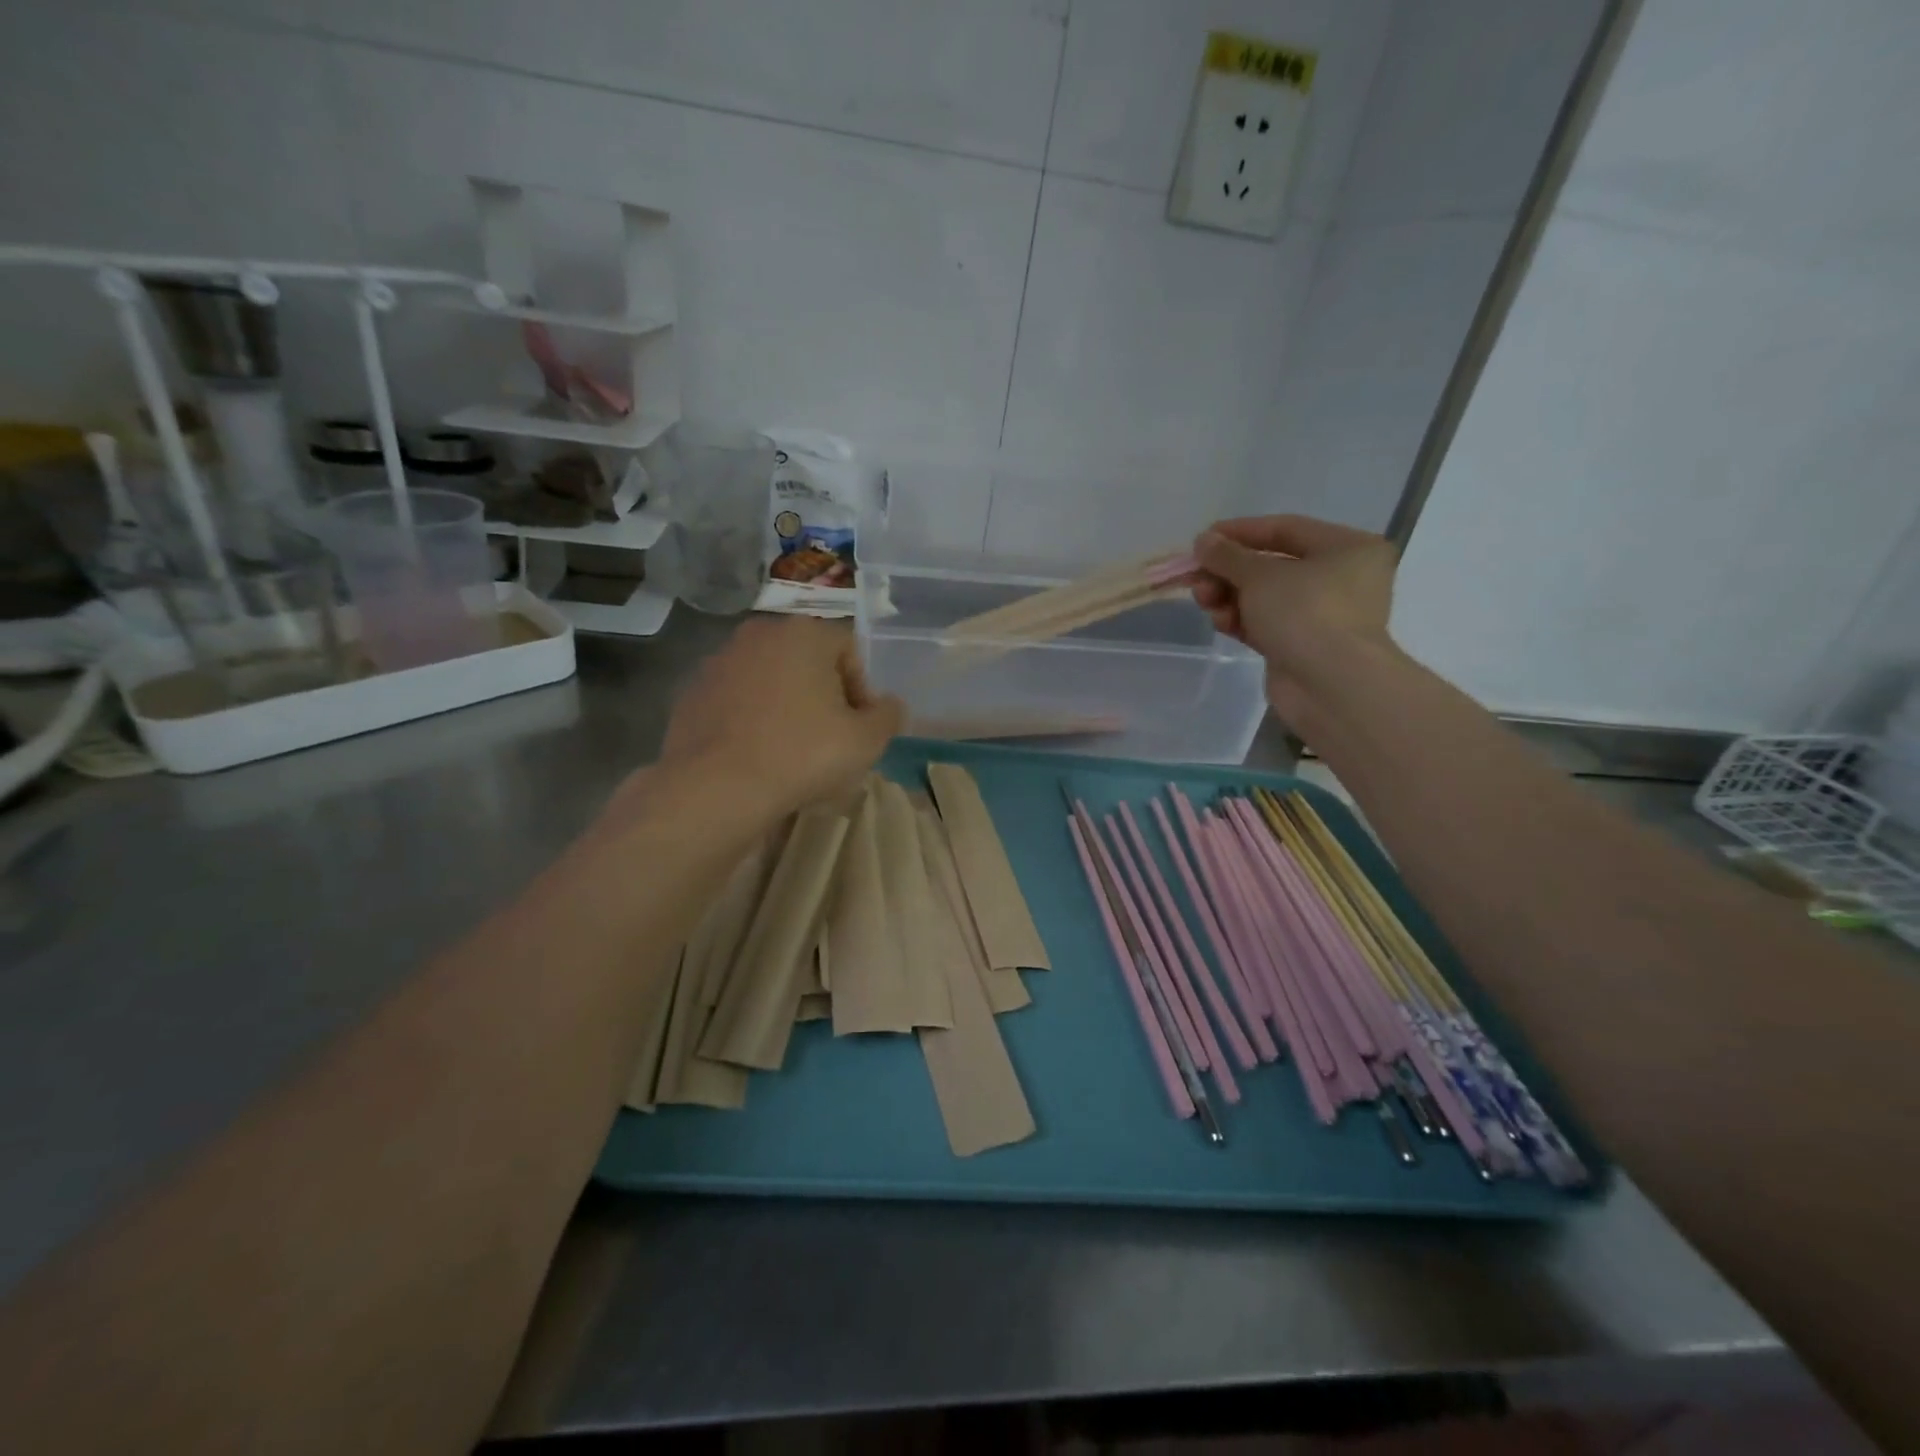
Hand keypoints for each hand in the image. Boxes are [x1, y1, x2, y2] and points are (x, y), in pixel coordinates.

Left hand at [659, 615, 903, 813]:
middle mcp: (759, 634)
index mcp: (804, 633)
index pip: (850, 651)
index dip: (863, 691)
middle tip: (832, 740)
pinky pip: (738, 702)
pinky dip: (753, 720)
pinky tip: (758, 756)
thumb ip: (888, 716)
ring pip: (771, 681)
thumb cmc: (802, 754)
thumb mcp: (866, 741)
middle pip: (809, 663)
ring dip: (788, 708)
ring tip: (794, 752)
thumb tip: (889, 706)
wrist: (716, 788)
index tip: (861, 729)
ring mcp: (719, 661)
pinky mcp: (692, 693)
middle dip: (825, 697)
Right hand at [1190, 515, 1399, 720]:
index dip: (1239, 532)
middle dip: (1228, 572)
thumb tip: (1203, 541)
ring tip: (1205, 602)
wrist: (1330, 686)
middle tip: (1197, 580)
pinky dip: (1241, 620)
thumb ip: (1227, 555)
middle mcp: (1341, 577)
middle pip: (1271, 566)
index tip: (1201, 540)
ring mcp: (1323, 615)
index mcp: (1347, 548)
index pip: (1285, 529)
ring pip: (1265, 597)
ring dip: (1229, 597)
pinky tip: (1220, 623)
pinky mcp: (1303, 646)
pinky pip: (1266, 624)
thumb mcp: (1259, 575)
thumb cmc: (1305, 613)